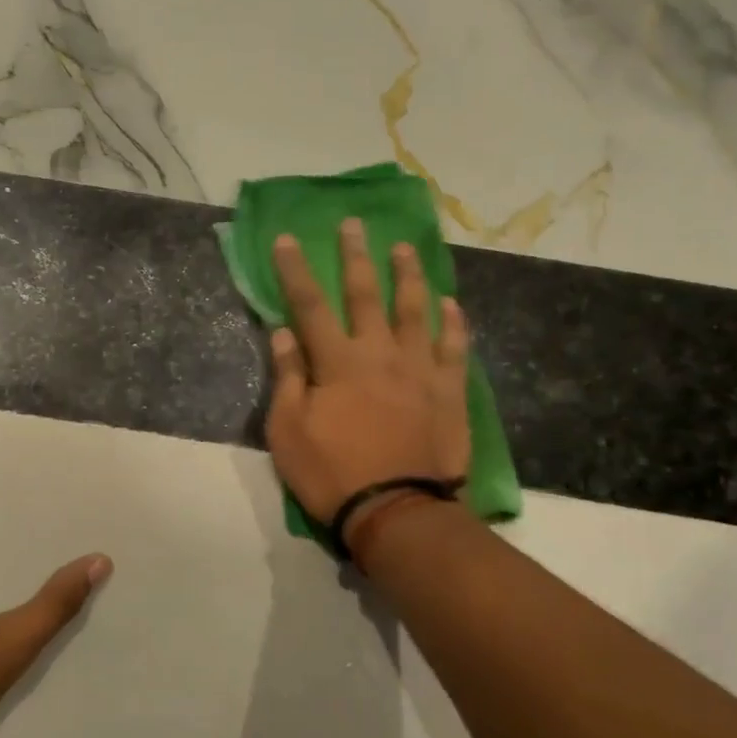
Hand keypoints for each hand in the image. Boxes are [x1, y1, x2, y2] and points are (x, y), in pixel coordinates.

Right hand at [266, 219, 470, 534]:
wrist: (398, 513)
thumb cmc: (333, 474)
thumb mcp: (288, 432)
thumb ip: (288, 378)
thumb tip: (282, 333)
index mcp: (336, 362)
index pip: (309, 304)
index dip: (295, 270)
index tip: (287, 238)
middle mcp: (379, 353)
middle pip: (364, 294)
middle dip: (355, 256)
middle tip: (353, 224)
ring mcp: (419, 369)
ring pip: (415, 310)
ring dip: (408, 276)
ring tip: (404, 249)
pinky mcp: (449, 391)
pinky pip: (454, 347)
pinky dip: (453, 323)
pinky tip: (451, 303)